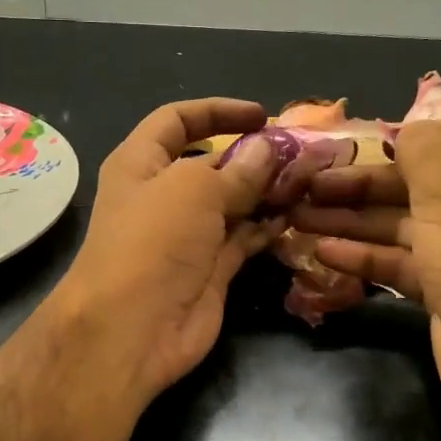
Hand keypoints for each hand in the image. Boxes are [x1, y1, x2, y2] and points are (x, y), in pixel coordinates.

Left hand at [50, 99, 279, 405]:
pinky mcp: (209, 270)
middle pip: (211, 164)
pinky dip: (265, 228)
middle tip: (299, 152)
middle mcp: (162, 196)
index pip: (176, 121)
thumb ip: (237, 169)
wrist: (132, 328)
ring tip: (307, 181)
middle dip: (252, 155)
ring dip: (265, 192)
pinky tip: (294, 217)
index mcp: (140, 164)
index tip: (262, 115)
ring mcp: (187, 236)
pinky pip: (242, 239)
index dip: (217, 112)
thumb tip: (268, 149)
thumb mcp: (193, 190)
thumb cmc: (153, 242)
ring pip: (231, 203)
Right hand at [289, 118, 440, 406]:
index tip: (363, 142)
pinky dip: (366, 256)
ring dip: (354, 220)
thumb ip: (422, 148)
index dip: (412, 135)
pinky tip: (324, 252)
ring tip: (300, 217)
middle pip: (420, 181)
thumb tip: (410, 127)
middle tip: (310, 185)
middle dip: (363, 184)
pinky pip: (401, 260)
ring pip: (403, 223)